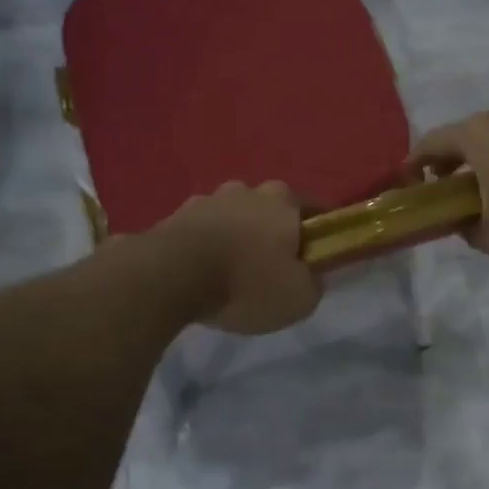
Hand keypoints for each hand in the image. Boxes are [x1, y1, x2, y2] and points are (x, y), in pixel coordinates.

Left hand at [152, 182, 322, 333]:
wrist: (172, 277)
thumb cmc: (246, 282)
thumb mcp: (298, 298)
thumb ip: (312, 283)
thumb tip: (309, 275)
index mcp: (283, 201)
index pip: (312, 209)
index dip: (316, 233)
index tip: (314, 256)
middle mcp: (246, 190)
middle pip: (268, 209)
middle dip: (271, 232)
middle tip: (269, 267)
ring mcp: (207, 199)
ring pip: (231, 217)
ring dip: (234, 237)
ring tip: (230, 273)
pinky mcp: (174, 215)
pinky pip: (200, 231)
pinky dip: (204, 246)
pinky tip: (201, 273)